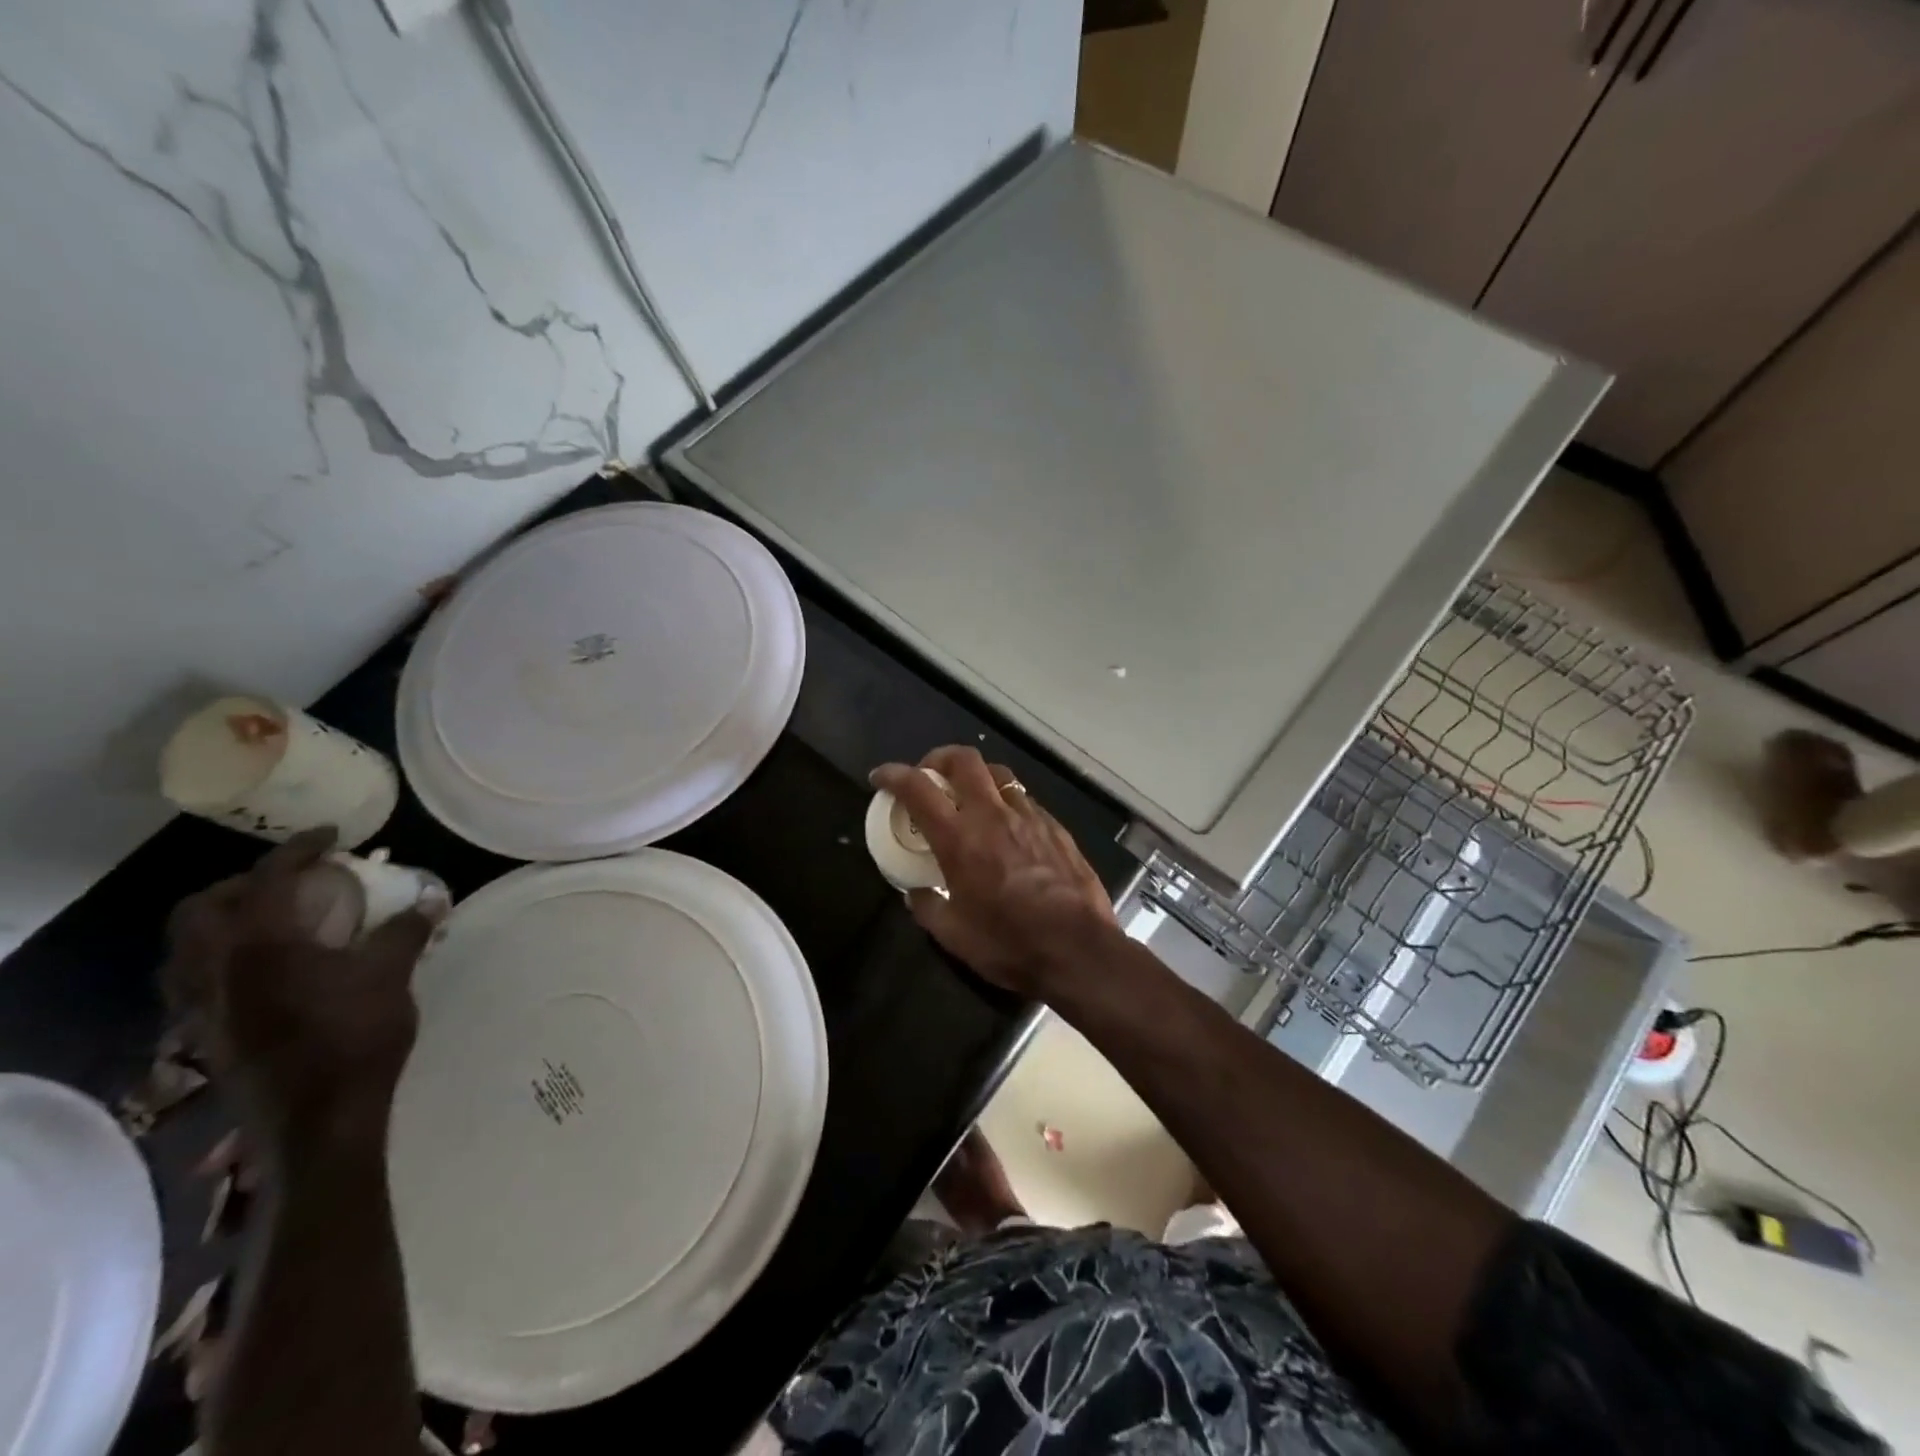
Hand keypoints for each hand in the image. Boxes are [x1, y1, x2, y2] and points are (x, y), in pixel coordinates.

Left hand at [163, 828, 435, 1149]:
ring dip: (223, 922)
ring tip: (273, 920)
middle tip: (293, 880)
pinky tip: (267, 969)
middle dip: (243, 883)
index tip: (332, 836)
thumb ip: (407, 930)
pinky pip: (196, 980)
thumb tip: (432, 896)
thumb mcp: (392, 974)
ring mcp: (204, 1006)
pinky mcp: (207, 1034)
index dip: (299, 848)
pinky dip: (222, 958)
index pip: (268, 878)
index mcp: (261, 945)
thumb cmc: (357, 1035)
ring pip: (187, 948)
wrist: (320, 1118)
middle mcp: (217, 969)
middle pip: (202, 908)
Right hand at [871, 747, 1117, 996]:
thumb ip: (928, 907)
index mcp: (960, 838)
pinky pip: (1025, 800)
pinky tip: (1007, 827)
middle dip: (939, 758)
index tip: (881, 777)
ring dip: (976, 777)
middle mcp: (993, 815)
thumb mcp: (954, 935)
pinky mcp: (1056, 827)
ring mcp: (1029, 817)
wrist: (1078, 950)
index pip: (918, 788)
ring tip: (969, 798)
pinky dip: (1006, 802)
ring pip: (999, 774)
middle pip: (964, 760)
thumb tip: (916, 893)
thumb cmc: (1009, 944)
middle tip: (929, 777)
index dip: (894, 775)